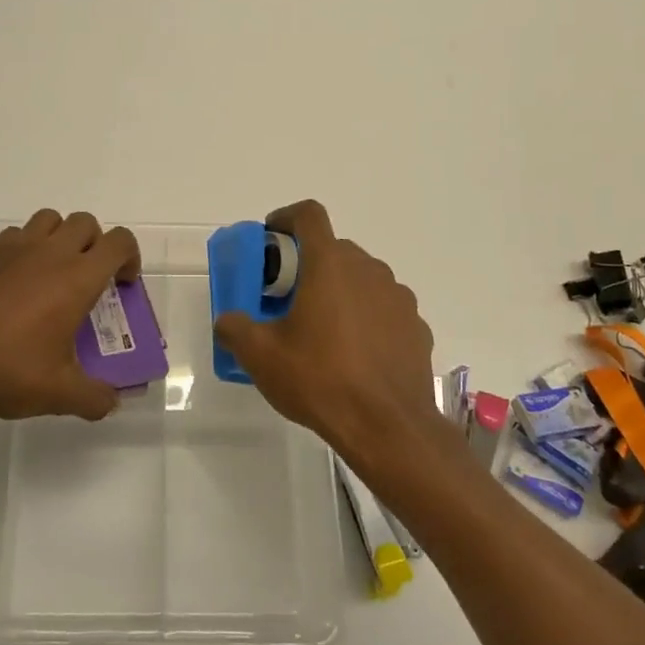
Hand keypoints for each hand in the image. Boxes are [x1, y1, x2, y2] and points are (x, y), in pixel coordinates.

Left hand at [0, 208, 140, 421]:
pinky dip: (21, 251)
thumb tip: (111, 401)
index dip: (129, 257)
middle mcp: (49, 252)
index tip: (121, 284)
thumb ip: (94, 397)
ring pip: (48, 220)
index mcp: (77, 278)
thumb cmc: (7, 370)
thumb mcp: (59, 394)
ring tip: (49, 274)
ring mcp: (11, 247)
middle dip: (94, 244)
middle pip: (85, 222)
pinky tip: (9, 285)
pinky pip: (11, 236)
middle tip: (86, 280)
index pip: (119, 242)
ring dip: (58, 238)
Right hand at [213, 200, 440, 465]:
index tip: (272, 238)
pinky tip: (354, 354)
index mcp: (330, 265)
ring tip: (322, 330)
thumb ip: (235, 328)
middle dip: (308, 265)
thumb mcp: (261, 357)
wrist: (389, 429)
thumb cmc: (320, 380)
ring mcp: (398, 298)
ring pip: (362, 278)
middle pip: (334, 249)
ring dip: (339, 291)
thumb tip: (227, 320)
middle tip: (287, 297)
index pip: (309, 215)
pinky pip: (384, 309)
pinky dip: (366, 318)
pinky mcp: (416, 328)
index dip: (286, 218)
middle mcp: (368, 270)